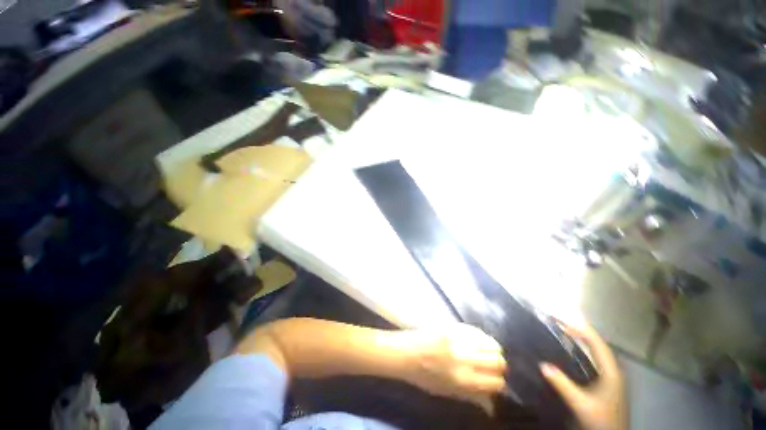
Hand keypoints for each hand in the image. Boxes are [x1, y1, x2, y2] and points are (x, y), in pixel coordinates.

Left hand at [404, 324, 506, 406]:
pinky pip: (476, 330)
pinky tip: (478, 340)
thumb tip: (492, 404)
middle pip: (498, 361)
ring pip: (490, 343)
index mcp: (463, 380)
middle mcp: (464, 359)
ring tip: (487, 351)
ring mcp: (458, 340)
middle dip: (498, 365)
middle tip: (492, 365)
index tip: (494, 380)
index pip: (496, 382)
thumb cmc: (423, 376)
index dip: (498, 382)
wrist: (405, 352)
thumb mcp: (447, 392)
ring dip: (492, 349)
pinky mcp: (452, 326)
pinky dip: (482, 336)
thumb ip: (471, 396)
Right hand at [540, 323, 626, 429]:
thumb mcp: (580, 404)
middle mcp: (614, 370)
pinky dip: (586, 349)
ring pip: (599, 351)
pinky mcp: (609, 382)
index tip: (562, 320)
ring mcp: (613, 376)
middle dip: (581, 331)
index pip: (597, 343)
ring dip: (584, 339)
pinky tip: (576, 349)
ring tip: (566, 330)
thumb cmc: (600, 419)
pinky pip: (597, 358)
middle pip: (598, 344)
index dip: (580, 329)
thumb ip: (563, 385)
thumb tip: (542, 364)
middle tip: (561, 322)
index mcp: (611, 372)